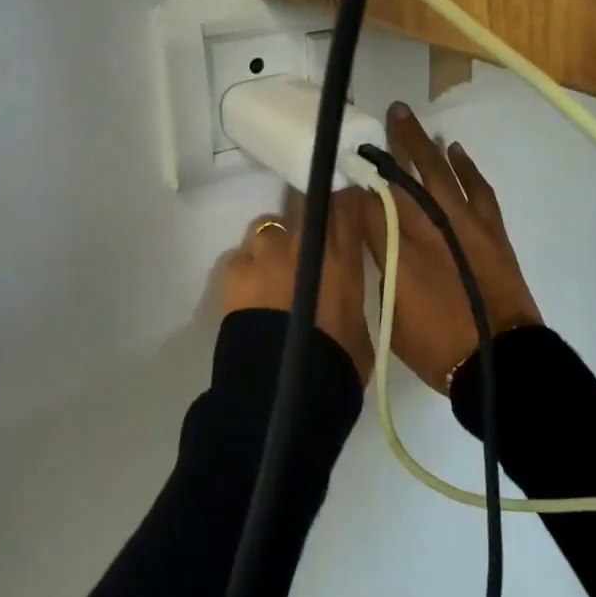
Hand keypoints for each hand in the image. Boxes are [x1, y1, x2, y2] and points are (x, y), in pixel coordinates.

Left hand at [221, 187, 374, 383]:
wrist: (281, 393)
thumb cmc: (335, 365)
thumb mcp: (359, 328)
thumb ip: (349, 295)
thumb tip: (341, 291)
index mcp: (341, 257)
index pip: (345, 204)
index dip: (345, 203)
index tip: (346, 207)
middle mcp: (303, 243)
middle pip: (306, 206)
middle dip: (309, 220)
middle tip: (310, 245)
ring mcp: (265, 253)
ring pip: (271, 229)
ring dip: (275, 246)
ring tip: (275, 273)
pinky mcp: (235, 270)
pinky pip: (243, 258)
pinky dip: (248, 270)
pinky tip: (250, 292)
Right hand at [361, 104, 541, 392]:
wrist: (498, 359)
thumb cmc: (435, 346)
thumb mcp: (389, 311)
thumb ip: (379, 266)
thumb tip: (372, 236)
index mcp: (395, 249)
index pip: (366, 202)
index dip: (353, 179)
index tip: (343, 159)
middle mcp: (426, 226)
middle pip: (400, 175)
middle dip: (384, 146)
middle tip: (372, 119)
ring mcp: (461, 222)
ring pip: (437, 170)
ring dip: (420, 141)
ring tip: (404, 116)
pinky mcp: (489, 227)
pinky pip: (476, 186)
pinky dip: (465, 166)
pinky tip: (454, 149)